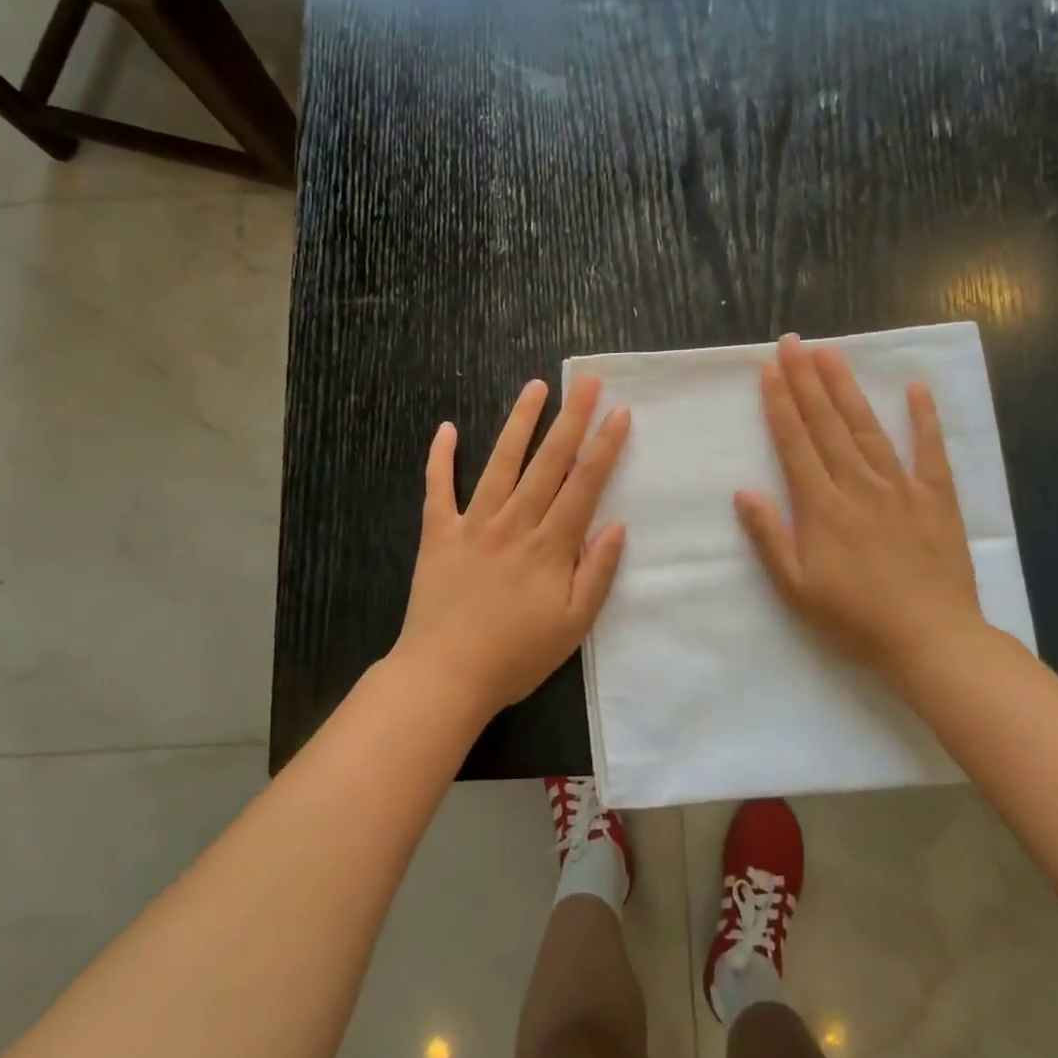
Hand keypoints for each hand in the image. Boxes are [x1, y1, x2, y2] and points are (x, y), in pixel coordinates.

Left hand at [391, 376, 631, 718]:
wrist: (445, 676)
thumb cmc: (516, 656)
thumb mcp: (574, 626)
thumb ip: (597, 572)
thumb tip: (617, 526)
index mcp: (550, 546)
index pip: (584, 485)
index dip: (604, 447)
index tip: (619, 413)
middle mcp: (514, 523)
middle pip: (548, 462)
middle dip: (571, 419)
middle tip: (587, 381)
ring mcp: (473, 524)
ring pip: (501, 463)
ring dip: (520, 422)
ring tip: (536, 387)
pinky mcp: (438, 534)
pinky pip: (438, 488)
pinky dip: (441, 457)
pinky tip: (447, 428)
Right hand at [734, 334, 987, 687]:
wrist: (931, 641)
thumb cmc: (855, 620)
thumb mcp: (796, 588)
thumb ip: (770, 537)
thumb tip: (744, 491)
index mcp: (822, 507)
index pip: (795, 443)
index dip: (779, 403)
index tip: (768, 368)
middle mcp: (859, 485)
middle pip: (826, 424)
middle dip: (806, 380)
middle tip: (793, 342)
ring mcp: (901, 488)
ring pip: (867, 428)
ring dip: (846, 388)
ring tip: (831, 353)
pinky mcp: (936, 498)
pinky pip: (930, 451)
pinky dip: (924, 418)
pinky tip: (916, 389)